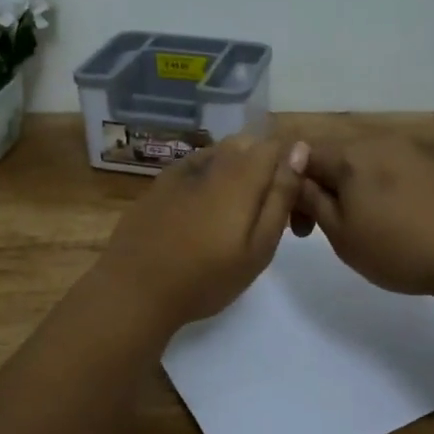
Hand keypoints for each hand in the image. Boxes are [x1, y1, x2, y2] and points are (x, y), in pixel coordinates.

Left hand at [98, 135, 309, 333]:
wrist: (135, 289)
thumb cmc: (206, 277)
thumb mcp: (259, 247)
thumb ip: (280, 196)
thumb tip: (299, 150)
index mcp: (241, 174)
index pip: (275, 144)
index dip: (289, 165)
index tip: (289, 200)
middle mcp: (211, 160)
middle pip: (247, 144)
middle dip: (262, 167)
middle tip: (262, 213)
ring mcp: (180, 169)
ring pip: (220, 154)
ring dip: (235, 172)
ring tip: (231, 217)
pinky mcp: (159, 183)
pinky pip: (194, 167)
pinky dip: (207, 179)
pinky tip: (201, 213)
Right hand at [294, 137, 433, 299]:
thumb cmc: (398, 247)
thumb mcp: (342, 233)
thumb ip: (312, 201)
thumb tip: (294, 176)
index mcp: (350, 155)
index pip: (302, 157)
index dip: (291, 189)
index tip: (300, 228)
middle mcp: (377, 143)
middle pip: (333, 159)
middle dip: (320, 191)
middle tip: (322, 233)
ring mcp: (408, 153)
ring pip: (361, 167)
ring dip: (348, 193)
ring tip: (359, 229)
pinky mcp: (431, 168)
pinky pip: (388, 173)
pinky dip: (376, 193)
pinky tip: (390, 223)